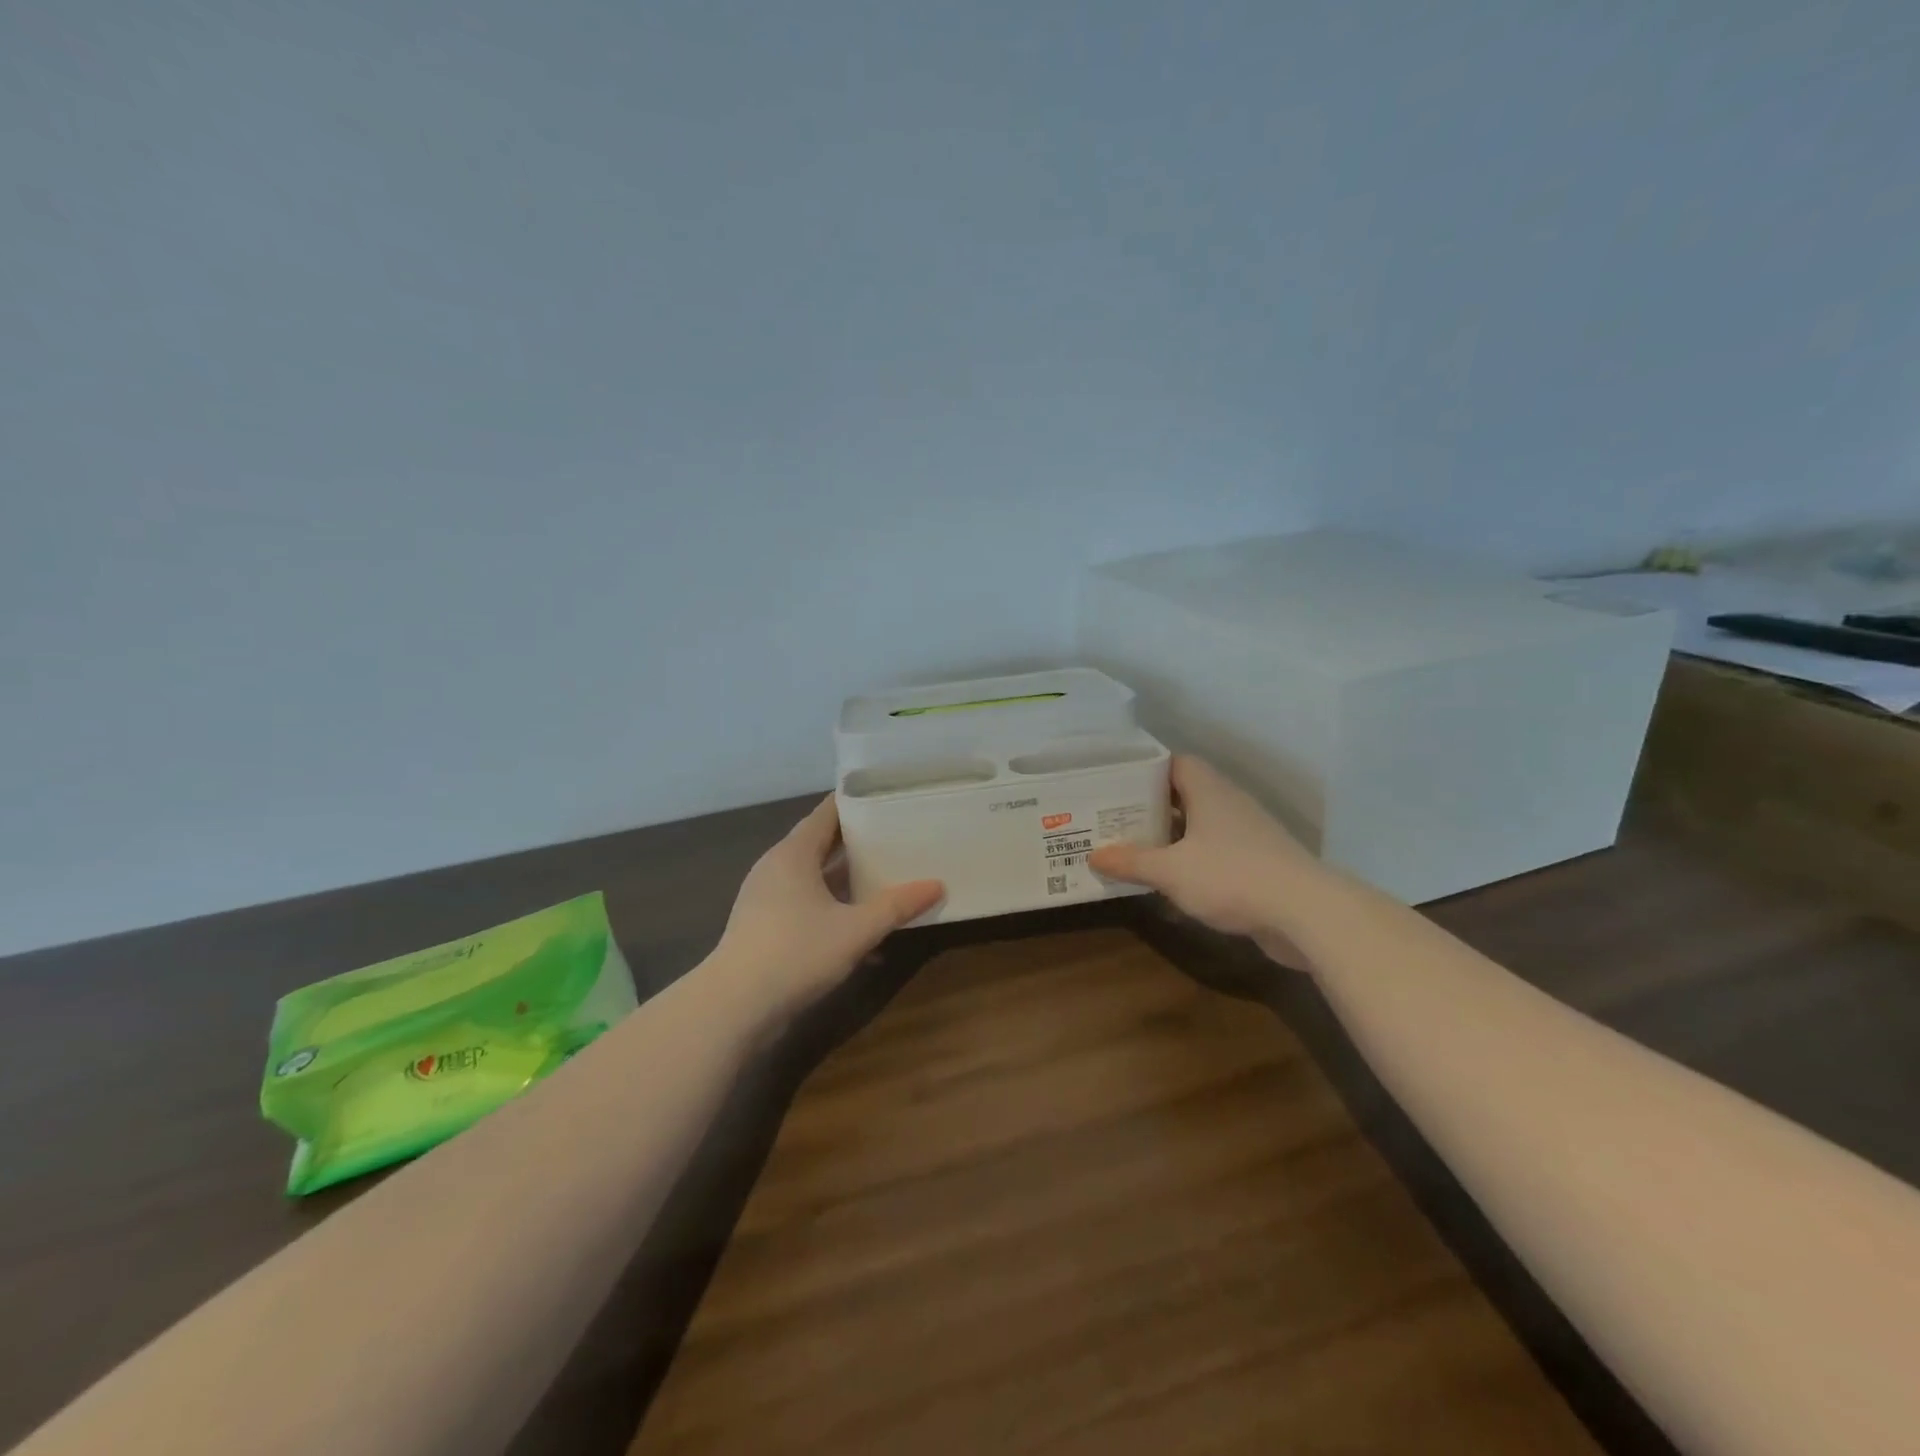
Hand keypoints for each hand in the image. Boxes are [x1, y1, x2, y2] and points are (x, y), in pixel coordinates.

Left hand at [714, 795, 943, 1023]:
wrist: (734, 1008)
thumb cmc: (796, 953)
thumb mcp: (856, 930)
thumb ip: (897, 906)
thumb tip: (937, 885)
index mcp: (794, 853)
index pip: (828, 812)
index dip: (857, 802)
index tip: (889, 796)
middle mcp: (777, 866)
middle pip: (822, 843)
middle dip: (858, 841)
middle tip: (898, 835)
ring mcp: (767, 897)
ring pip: (815, 876)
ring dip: (847, 878)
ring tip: (886, 875)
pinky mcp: (765, 926)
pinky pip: (806, 902)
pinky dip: (833, 905)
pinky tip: (860, 927)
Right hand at [1088, 756, 1322, 947]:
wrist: (1306, 913)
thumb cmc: (1232, 876)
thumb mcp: (1171, 871)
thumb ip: (1132, 861)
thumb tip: (1093, 855)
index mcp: (1209, 791)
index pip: (1175, 763)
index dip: (1146, 770)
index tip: (1116, 783)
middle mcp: (1230, 804)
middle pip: (1185, 793)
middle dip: (1151, 805)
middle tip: (1114, 817)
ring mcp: (1248, 834)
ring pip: (1201, 824)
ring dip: (1172, 835)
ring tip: (1135, 846)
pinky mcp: (1259, 863)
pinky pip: (1216, 851)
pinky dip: (1192, 858)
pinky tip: (1171, 878)